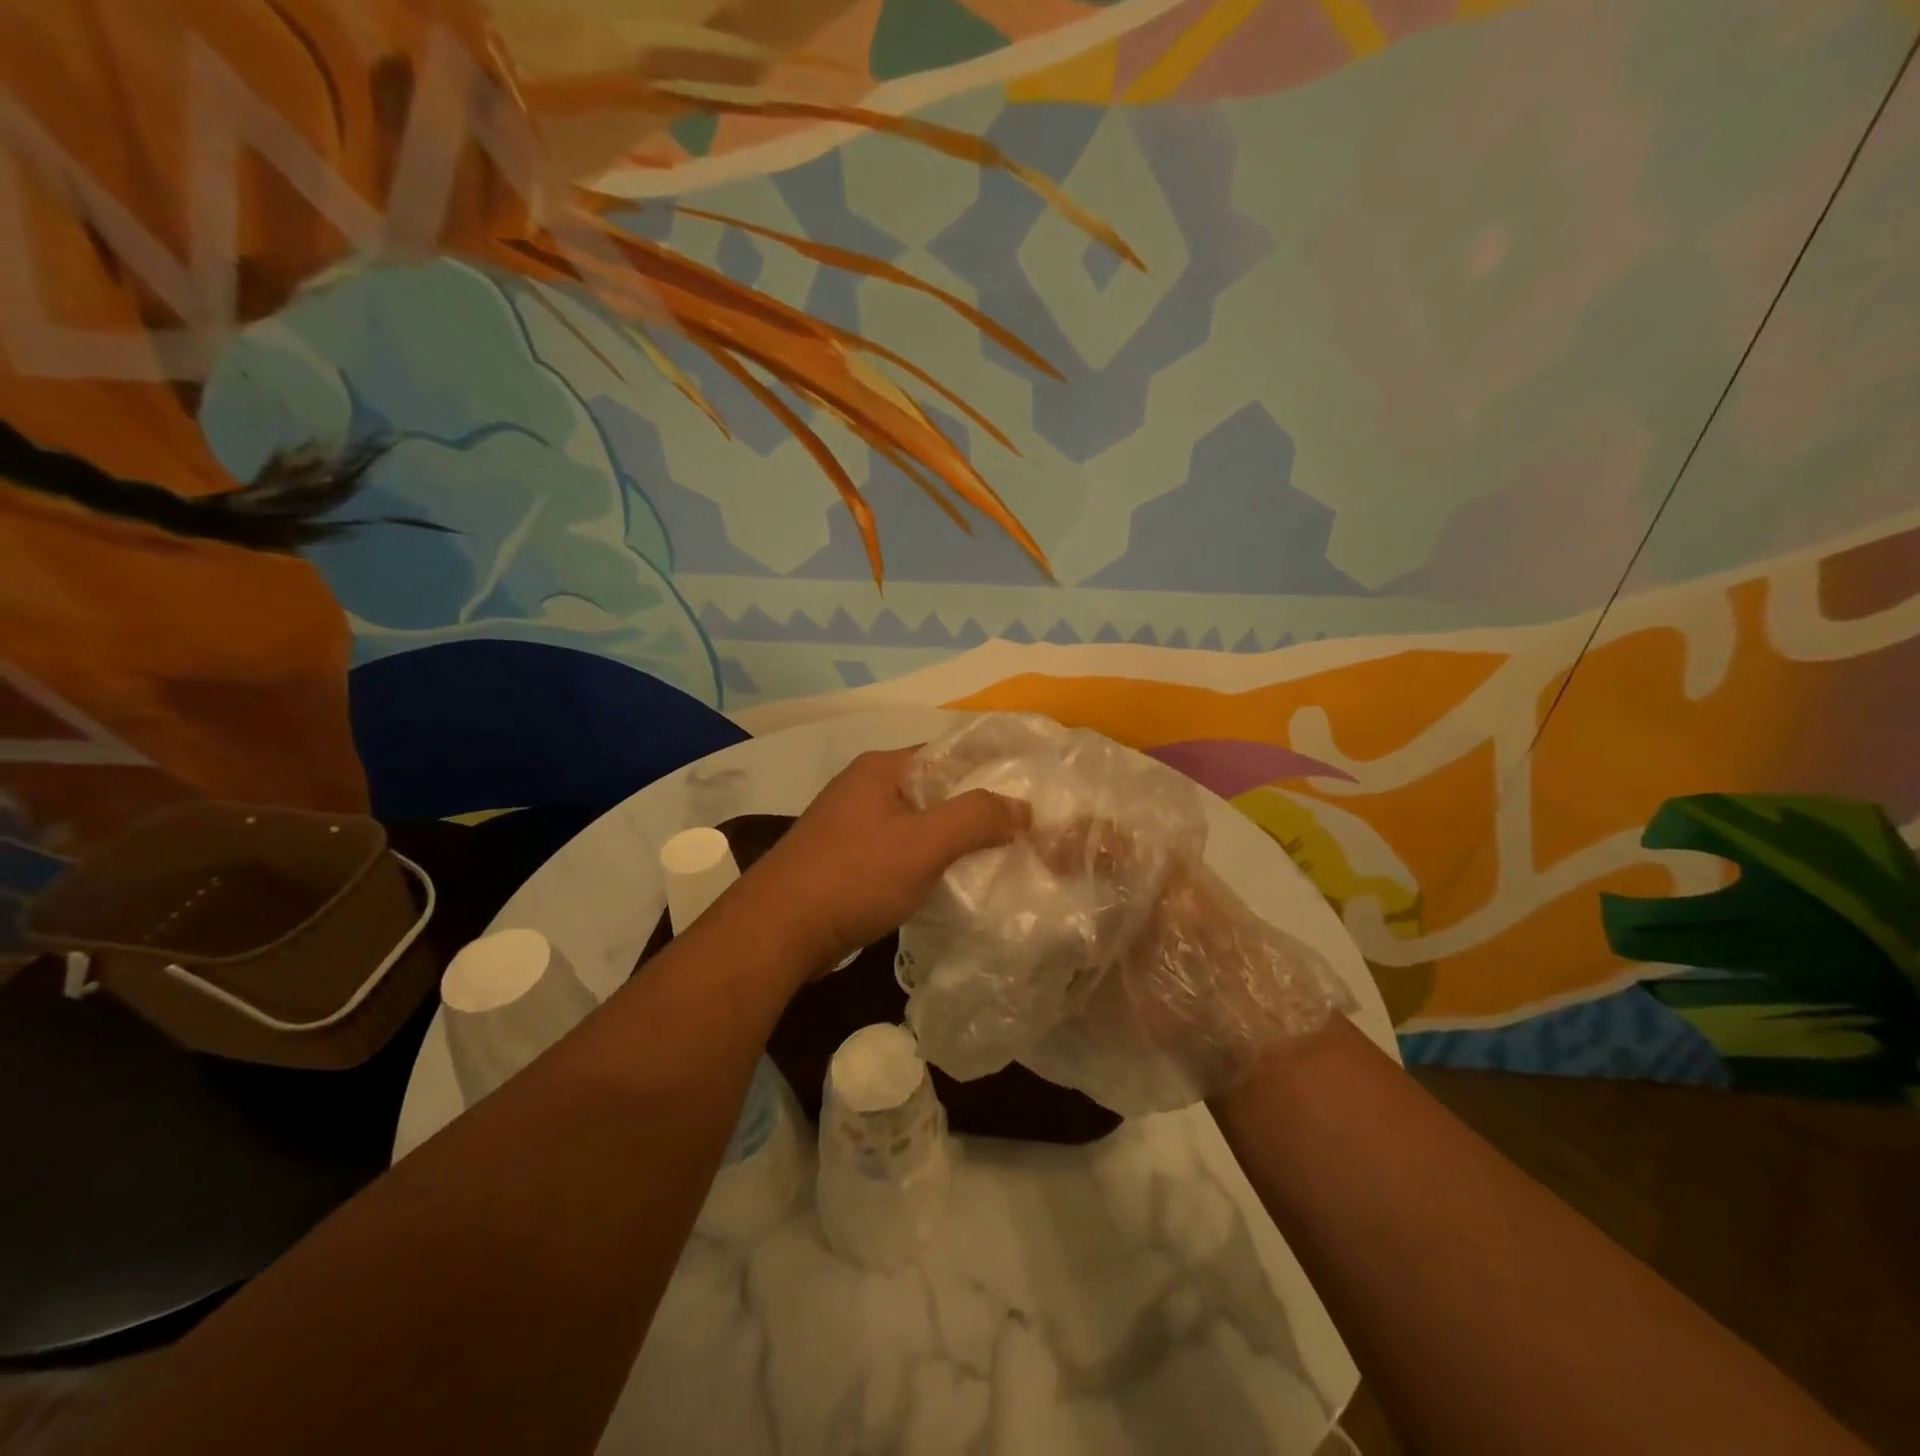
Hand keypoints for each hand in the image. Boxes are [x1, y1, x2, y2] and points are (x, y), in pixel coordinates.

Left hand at [742, 747, 1029, 973]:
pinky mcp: (849, 857)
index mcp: (884, 768)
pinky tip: (953, 881)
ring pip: (921, 821)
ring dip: (955, 838)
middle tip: (1024, 831)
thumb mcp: (924, 843)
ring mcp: (854, 823)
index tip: (1032, 794)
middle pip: (938, 788)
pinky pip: (902, 848)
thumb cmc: (854, 876)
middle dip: (978, 808)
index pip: (952, 753)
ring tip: (998, 857)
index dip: (993, 769)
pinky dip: (929, 859)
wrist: (778, 931)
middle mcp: (868, 787)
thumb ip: (977, 818)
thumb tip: (1022, 807)